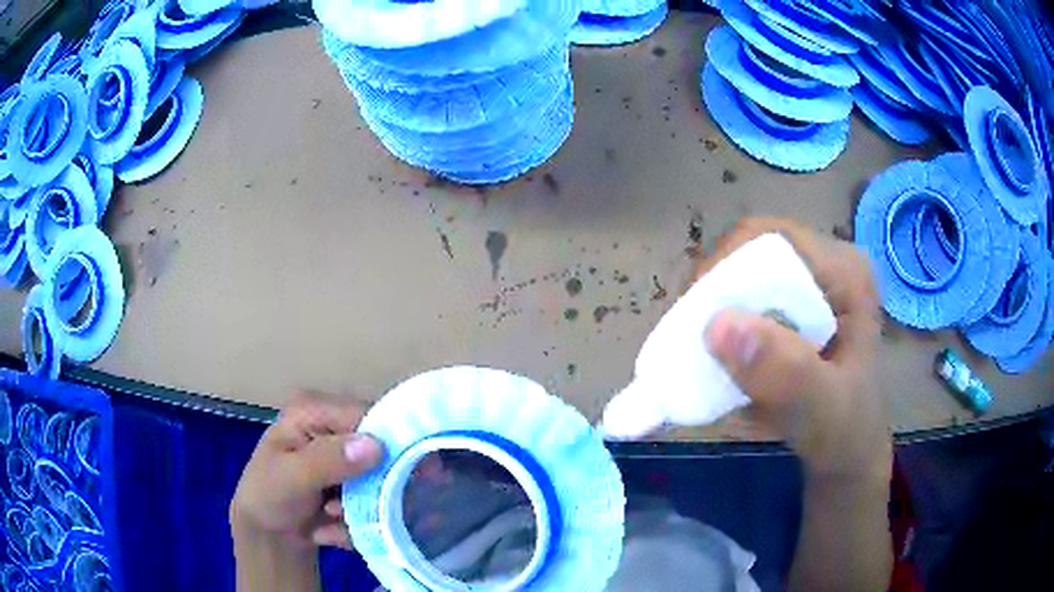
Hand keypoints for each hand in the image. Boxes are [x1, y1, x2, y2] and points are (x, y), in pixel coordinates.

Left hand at [230, 392, 384, 549]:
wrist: (267, 533)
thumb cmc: (266, 495)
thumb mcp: (289, 477)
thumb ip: (327, 460)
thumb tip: (376, 445)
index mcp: (315, 410)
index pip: (368, 416)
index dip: (391, 444)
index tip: (406, 479)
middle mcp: (335, 427)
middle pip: (381, 450)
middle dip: (372, 488)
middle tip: (346, 511)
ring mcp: (347, 457)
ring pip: (382, 481)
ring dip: (365, 510)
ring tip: (332, 520)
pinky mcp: (355, 483)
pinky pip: (376, 500)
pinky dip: (361, 521)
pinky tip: (332, 529)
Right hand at [701, 218, 890, 478]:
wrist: (850, 456)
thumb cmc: (846, 433)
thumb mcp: (823, 410)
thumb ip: (785, 374)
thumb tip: (717, 326)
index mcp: (846, 272)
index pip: (773, 240)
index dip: (725, 266)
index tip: (696, 316)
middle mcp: (827, 266)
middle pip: (753, 255)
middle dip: (715, 294)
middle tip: (690, 342)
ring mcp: (810, 287)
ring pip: (744, 277)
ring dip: (714, 313)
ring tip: (698, 355)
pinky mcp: (794, 309)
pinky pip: (746, 301)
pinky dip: (724, 328)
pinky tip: (718, 360)